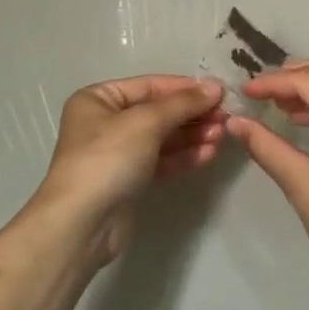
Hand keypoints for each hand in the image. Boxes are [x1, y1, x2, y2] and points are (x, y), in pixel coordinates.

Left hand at [32, 75, 226, 265]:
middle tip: (225, 118)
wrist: (83, 223)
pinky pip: (161, 160)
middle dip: (192, 114)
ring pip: (162, 137)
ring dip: (192, 135)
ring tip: (221, 136)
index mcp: (99, 99)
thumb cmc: (108, 159)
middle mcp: (106, 122)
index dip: (185, 88)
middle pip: (158, 112)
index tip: (220, 92)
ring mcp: (117, 153)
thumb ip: (182, 103)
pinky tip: (208, 154)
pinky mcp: (129, 180)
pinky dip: (184, 156)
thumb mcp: (146, 122)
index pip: (150, 86)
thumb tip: (215, 86)